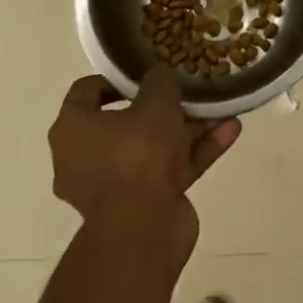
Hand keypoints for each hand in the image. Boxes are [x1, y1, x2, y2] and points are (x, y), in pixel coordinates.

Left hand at [49, 70, 240, 251]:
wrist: (143, 230)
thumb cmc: (138, 153)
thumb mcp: (156, 101)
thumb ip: (159, 82)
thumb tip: (158, 77)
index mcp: (73, 129)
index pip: (87, 91)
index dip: (117, 78)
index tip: (146, 72)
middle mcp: (84, 157)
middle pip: (127, 122)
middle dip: (164, 106)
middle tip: (189, 91)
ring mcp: (114, 185)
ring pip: (154, 147)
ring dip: (188, 129)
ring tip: (222, 109)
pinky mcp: (141, 206)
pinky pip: (168, 171)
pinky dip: (195, 153)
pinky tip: (229, 133)